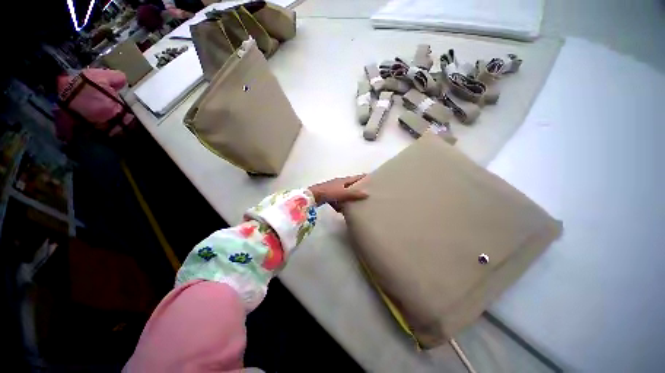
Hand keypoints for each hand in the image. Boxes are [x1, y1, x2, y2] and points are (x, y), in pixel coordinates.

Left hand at [308, 174, 368, 211]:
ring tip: (355, 204)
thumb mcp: (343, 193)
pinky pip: (337, 200)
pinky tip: (341, 210)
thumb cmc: (329, 192)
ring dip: (348, 198)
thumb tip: (367, 194)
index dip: (364, 177)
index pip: (356, 177)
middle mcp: (339, 183)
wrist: (312, 196)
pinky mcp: (328, 196)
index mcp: (343, 180)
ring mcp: (333, 189)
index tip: (373, 178)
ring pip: (344, 193)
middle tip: (367, 193)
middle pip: (350, 185)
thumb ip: (354, 194)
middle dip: (358, 188)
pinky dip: (339, 204)